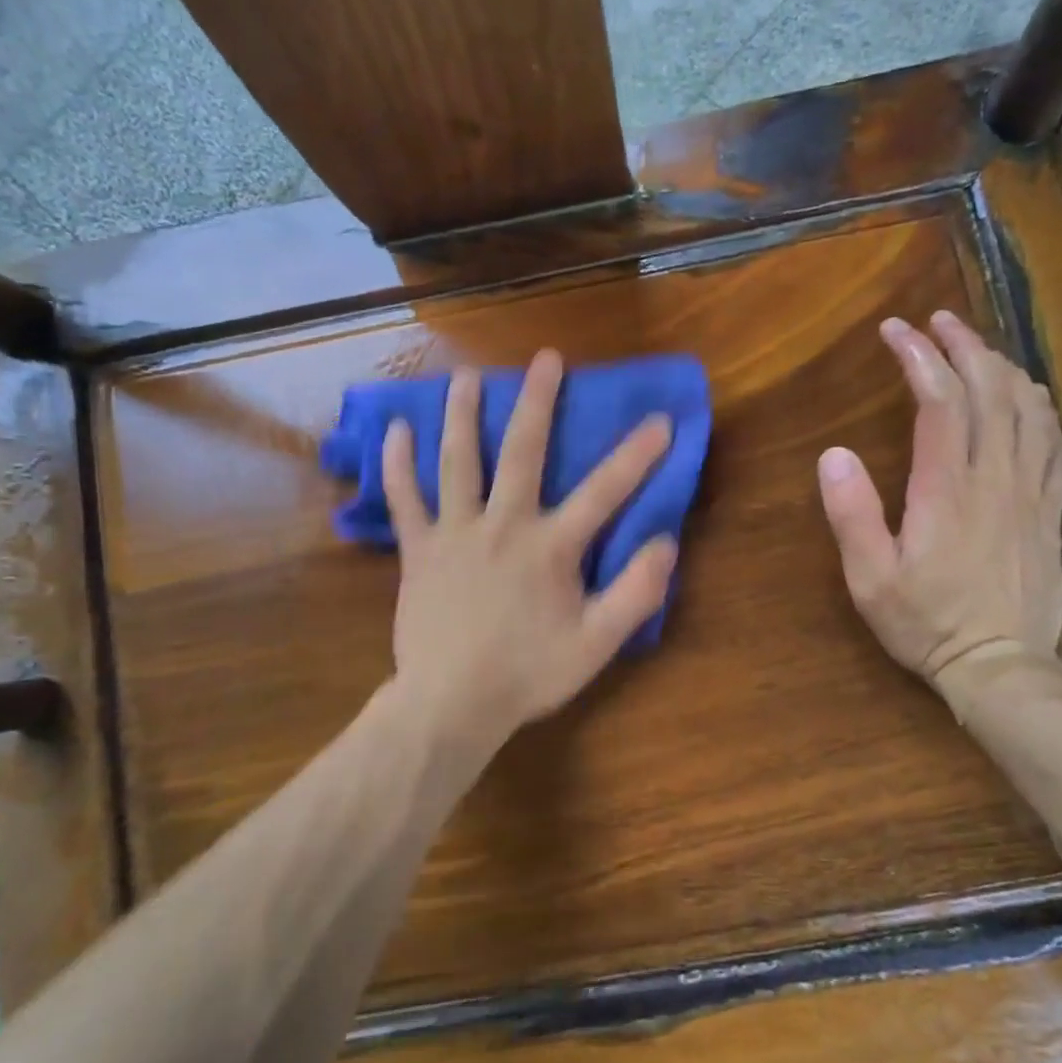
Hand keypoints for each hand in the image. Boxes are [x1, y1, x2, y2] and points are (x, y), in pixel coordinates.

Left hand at [383, 350, 678, 764]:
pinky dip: (398, 464)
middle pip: (522, 452)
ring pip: (458, 461)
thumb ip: (634, 595)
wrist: (451, 704)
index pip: (603, 492)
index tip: (660, 420)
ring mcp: (455, 533)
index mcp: (549, 547)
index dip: (636, 456)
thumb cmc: (527, 674)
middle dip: (538, 402)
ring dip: (462, 415)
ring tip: (466, 377)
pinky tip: (396, 430)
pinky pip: (404, 499)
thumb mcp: (596, 646)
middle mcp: (502, 525)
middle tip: (545, 359)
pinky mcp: (419, 550)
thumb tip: (665, 544)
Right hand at [817, 311, 1061, 698]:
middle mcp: (996, 478)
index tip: (895, 330)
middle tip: (936, 321)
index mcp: (947, 490)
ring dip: (1001, 366)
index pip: (940, 402)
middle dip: (963, 345)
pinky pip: (1054, 441)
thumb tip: (833, 455)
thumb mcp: (869, 579)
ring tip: (976, 347)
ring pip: (1029, 408)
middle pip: (991, 391)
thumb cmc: (926, 623)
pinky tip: (1026, 396)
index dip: (919, 357)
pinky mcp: (1049, 509)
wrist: (1001, 665)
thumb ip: (851, 515)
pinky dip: (1038, 405)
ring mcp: (1030, 492)